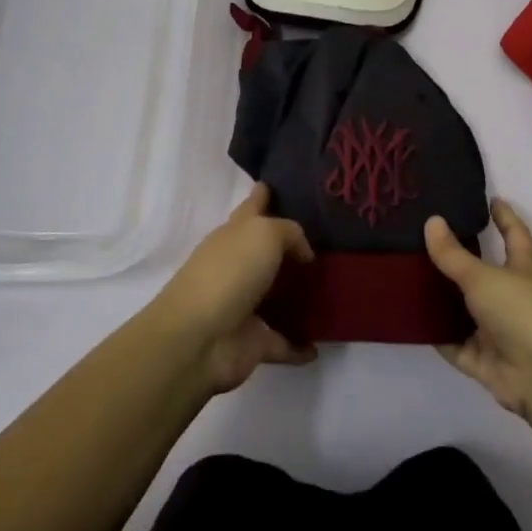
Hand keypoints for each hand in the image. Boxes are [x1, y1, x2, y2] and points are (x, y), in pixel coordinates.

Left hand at [153, 183, 316, 393]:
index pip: (252, 206)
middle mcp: (238, 266)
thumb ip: (290, 233)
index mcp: (235, 234)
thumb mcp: (264, 234)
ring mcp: (244, 306)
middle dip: (290, 249)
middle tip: (329, 244)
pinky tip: (320, 346)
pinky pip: (282, 342)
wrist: (198, 339)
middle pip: (266, 252)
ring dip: (298, 298)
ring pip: (276, 297)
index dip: (263, 194)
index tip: (277, 184)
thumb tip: (303, 253)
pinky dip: (300, 346)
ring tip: (333, 293)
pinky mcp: (252, 342)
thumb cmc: (229, 273)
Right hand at [425, 200, 531, 414]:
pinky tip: (409, 320)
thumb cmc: (523, 313)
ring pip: (465, 311)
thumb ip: (454, 255)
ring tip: (407, 276)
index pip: (514, 236)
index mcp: (523, 271)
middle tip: (424, 238)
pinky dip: (437, 336)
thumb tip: (432, 220)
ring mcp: (498, 332)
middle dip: (459, 260)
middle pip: (482, 274)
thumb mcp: (484, 277)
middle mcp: (511, 298)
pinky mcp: (484, 362)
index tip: (491, 199)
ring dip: (442, 299)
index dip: (504, 217)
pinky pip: (454, 345)